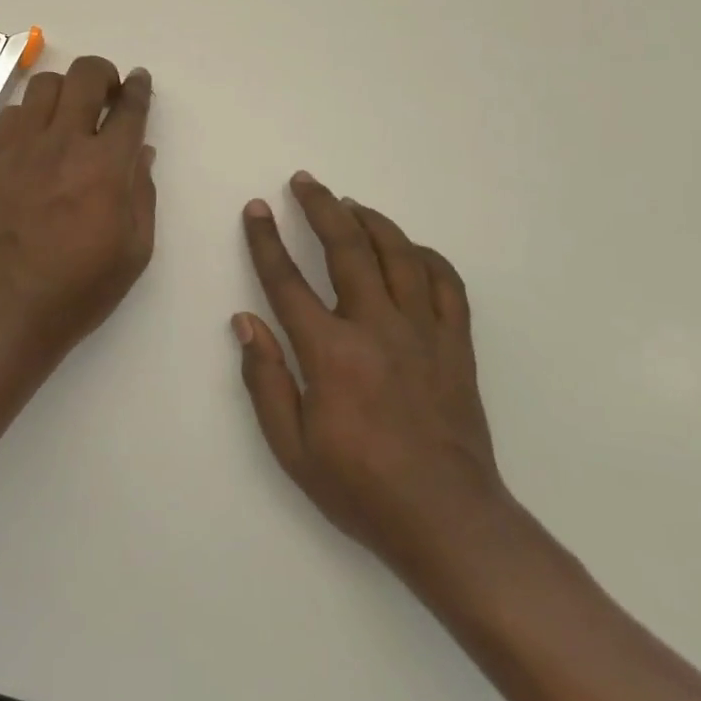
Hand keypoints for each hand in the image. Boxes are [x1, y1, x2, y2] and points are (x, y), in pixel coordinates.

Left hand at [0, 56, 156, 382]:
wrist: (12, 306)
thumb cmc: (82, 286)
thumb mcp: (135, 249)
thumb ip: (143, 193)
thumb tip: (141, 152)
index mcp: (106, 167)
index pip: (129, 108)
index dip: (139, 88)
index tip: (140, 81)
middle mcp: (65, 144)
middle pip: (85, 76)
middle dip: (104, 73)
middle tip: (110, 93)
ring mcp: (25, 148)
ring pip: (44, 84)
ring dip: (66, 88)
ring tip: (72, 111)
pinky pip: (12, 112)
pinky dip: (31, 112)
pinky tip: (40, 135)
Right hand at [235, 172, 511, 602]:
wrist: (447, 520)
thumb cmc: (360, 487)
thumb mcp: (292, 447)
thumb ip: (264, 379)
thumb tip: (244, 321)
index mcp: (330, 352)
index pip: (287, 281)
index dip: (266, 241)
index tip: (256, 209)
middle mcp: (377, 328)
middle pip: (346, 249)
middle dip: (321, 208)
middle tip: (304, 180)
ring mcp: (423, 332)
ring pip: (399, 255)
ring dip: (372, 222)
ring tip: (351, 204)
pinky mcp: (457, 345)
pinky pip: (447, 284)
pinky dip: (428, 257)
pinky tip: (412, 249)